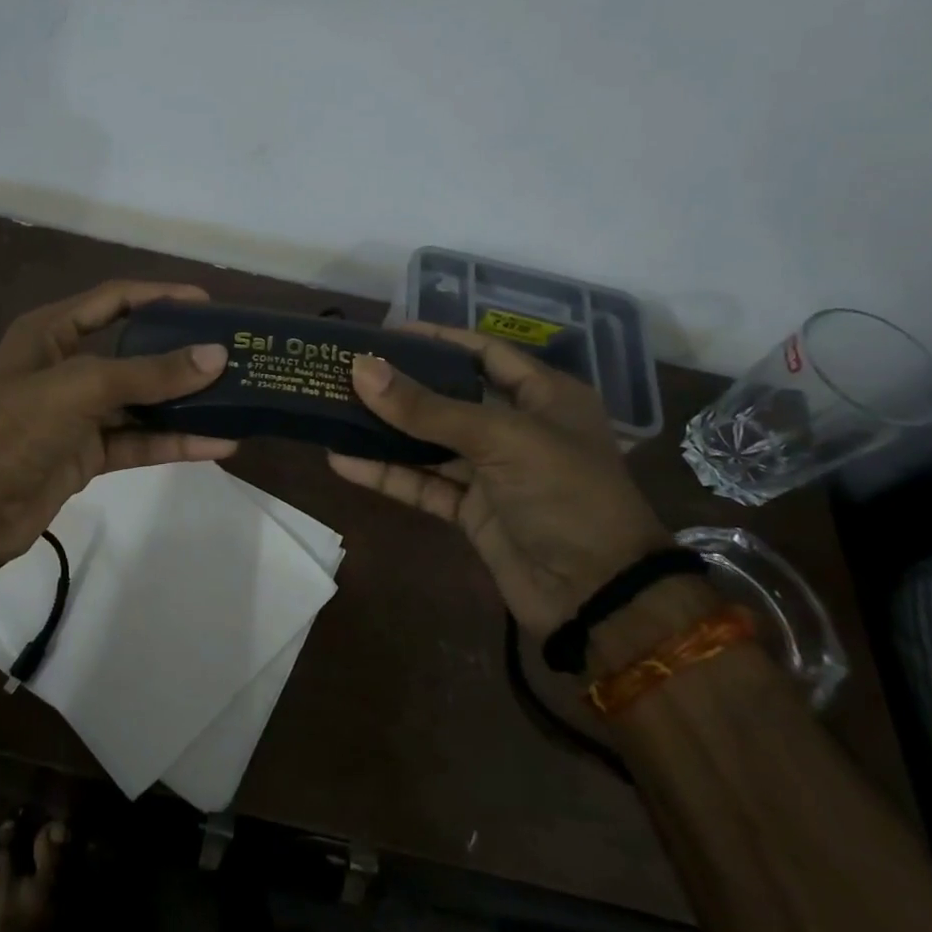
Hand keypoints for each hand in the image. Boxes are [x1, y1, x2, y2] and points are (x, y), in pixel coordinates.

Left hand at [0, 280, 236, 561]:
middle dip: (180, 353)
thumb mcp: (81, 387)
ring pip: (141, 401)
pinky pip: (138, 441)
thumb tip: (216, 356)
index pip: (115, 299)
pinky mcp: (88, 455)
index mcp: (51, 331)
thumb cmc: (13, 427)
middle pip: (134, 351)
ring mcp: (78, 413)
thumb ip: (149, 373)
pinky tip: (217, 444)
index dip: (160, 296)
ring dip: (184, 403)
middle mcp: (66, 366)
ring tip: (237, 399)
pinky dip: (174, 442)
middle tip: (232, 354)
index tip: (209, 303)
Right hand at [327, 323, 671, 634]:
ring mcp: (493, 472)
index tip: (386, 333)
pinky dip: (386, 474)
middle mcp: (517, 427)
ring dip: (385, 431)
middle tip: (348, 370)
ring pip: (429, 442)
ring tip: (334, 410)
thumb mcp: (499, 439)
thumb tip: (360, 367)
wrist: (597, 598)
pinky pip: (423, 484)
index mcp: (544, 396)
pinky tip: (343, 461)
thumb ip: (426, 407)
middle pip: (449, 397)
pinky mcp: (472, 512)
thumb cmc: (565, 496)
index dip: (437, 340)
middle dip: (401, 386)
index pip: (483, 353)